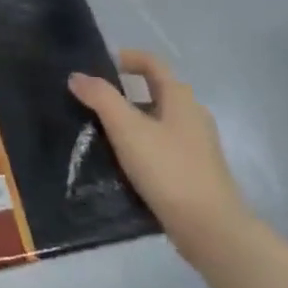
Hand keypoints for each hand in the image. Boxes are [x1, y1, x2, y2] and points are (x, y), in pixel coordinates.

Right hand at [69, 50, 251, 257]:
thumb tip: (77, 76)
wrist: (210, 229)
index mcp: (180, 98)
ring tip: (100, 132)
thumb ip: (101, 98)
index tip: (98, 65)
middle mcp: (192, 115)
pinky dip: (140, 143)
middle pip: (154, 91)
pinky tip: (122, 161)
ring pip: (157, 120)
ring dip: (130, 119)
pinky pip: (161, 145)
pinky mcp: (194, 170)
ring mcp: (197, 145)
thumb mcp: (127, 129)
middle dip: (123, 92)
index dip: (126, 58)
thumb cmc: (168, 169)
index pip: (152, 63)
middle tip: (91, 101)